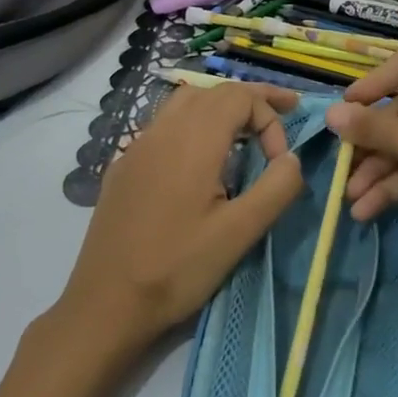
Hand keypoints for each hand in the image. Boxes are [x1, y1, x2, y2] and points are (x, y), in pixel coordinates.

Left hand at [52, 81, 305, 361]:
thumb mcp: (239, 233)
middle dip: (252, 100)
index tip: (280, 161)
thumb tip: (292, 158)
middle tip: (285, 110)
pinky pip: (164, 125)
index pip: (240, 96)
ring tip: (244, 128)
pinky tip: (199, 158)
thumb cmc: (177, 268)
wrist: (105, 304)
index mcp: (193, 140)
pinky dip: (193, 123)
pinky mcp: (124, 166)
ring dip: (220, 106)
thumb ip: (276, 188)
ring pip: (185, 102)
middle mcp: (163, 130)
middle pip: (213, 92)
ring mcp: (137, 146)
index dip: (270, 117)